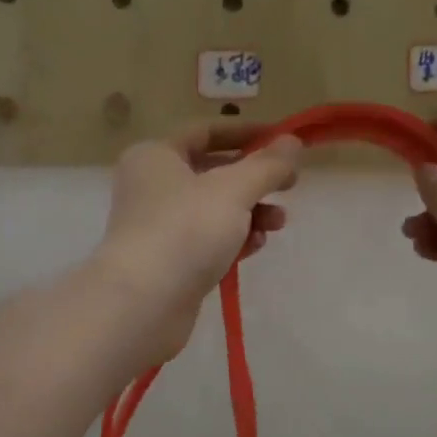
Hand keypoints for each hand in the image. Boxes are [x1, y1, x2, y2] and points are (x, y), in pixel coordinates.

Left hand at [97, 122, 301, 367]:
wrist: (142, 304)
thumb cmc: (184, 230)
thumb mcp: (233, 190)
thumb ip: (267, 165)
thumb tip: (293, 142)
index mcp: (155, 156)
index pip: (207, 132)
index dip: (249, 134)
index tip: (285, 142)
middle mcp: (151, 186)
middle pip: (213, 172)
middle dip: (254, 180)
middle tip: (290, 187)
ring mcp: (158, 226)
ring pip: (214, 209)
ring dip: (250, 213)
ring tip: (278, 224)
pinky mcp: (168, 262)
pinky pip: (207, 240)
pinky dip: (233, 240)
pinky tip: (255, 248)